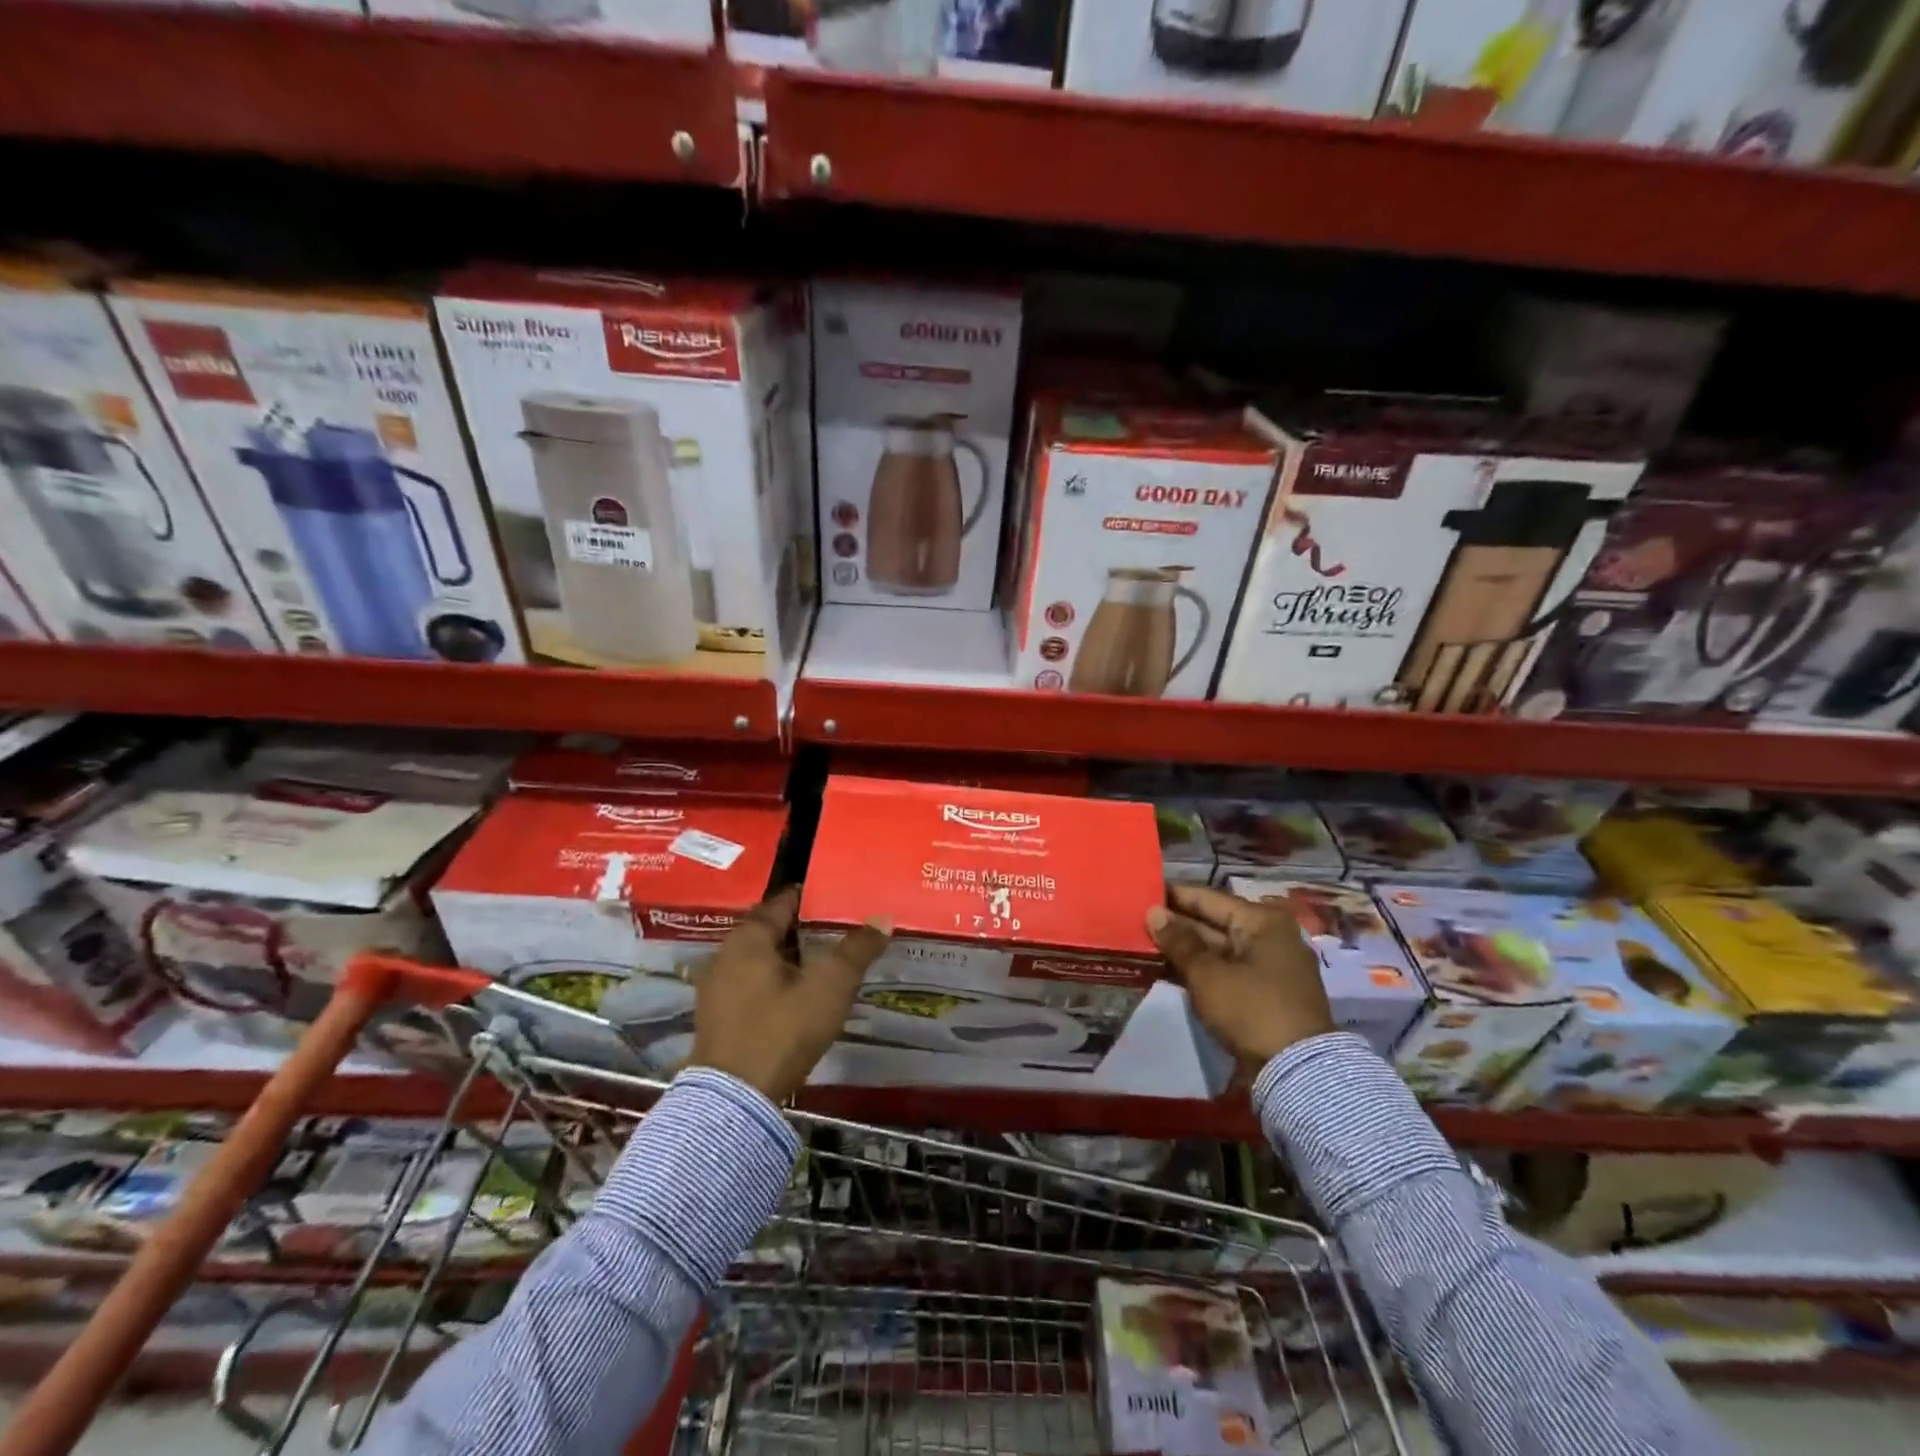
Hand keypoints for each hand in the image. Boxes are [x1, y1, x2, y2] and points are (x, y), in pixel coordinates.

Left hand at [690, 887, 891, 1102]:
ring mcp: (718, 987)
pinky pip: (753, 984)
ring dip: (791, 958)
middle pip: (772, 930)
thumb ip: (856, 950)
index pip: (784, 901)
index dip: (814, 898)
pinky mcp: (718, 1017)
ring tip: (827, 963)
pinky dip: (777, 982)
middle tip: (841, 931)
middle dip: (805, 929)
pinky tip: (801, 996)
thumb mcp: (829, 986)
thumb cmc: (782, 1030)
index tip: (841, 900)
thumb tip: (882, 918)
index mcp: (749, 937)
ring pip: (762, 959)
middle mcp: (726, 954)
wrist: (734, 1100)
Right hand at [1146, 884, 1334, 1067]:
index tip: (1142, 894)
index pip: (1208, 898)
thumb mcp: (1207, 974)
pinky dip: (1202, 970)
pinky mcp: (1267, 993)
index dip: (1173, 896)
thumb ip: (1178, 941)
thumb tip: (1153, 912)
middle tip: (1138, 922)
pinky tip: (1169, 971)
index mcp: (1262, 921)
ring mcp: (1271, 966)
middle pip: (1214, 923)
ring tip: (1146, 945)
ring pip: (1219, 949)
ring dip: (1186, 950)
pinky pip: (1227, 970)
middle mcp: (1270, 936)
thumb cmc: (1250, 1009)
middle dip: (1178, 925)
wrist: (1297, 1072)